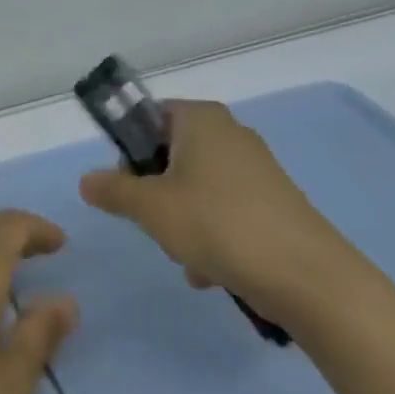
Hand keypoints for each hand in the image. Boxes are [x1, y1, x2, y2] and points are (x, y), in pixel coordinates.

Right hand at [78, 99, 369, 331]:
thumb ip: (113, 190)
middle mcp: (230, 133)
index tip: (125, 186)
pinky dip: (212, 236)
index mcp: (200, 119)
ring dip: (182, 222)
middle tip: (153, 222)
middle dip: (156, 194)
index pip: (149, 117)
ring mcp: (256, 168)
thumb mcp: (151, 207)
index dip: (128, 150)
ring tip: (187, 258)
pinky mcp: (274, 202)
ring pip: (196, 188)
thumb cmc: (218, 224)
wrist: (308, 276)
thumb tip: (86, 180)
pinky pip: (225, 211)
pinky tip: (212, 272)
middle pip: (171, 155)